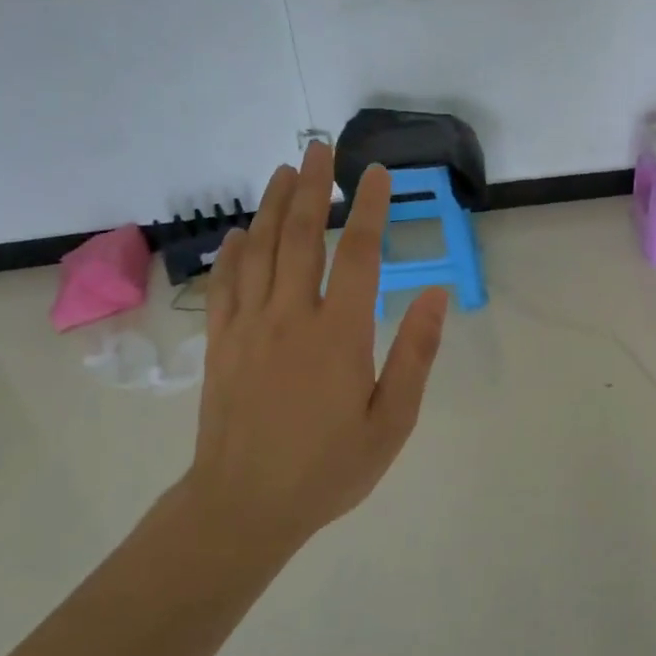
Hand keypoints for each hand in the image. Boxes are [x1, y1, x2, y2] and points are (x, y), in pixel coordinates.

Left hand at [186, 141, 449, 547]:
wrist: (243, 508)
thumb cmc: (327, 468)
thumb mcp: (391, 422)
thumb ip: (414, 354)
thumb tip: (435, 294)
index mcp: (337, 334)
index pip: (357, 254)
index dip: (369, 208)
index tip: (376, 173)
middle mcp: (289, 317)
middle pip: (300, 237)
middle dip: (314, 187)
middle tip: (321, 148)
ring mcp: (247, 327)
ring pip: (259, 250)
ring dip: (273, 205)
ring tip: (286, 170)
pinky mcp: (220, 344)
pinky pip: (224, 285)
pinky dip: (232, 252)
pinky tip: (240, 232)